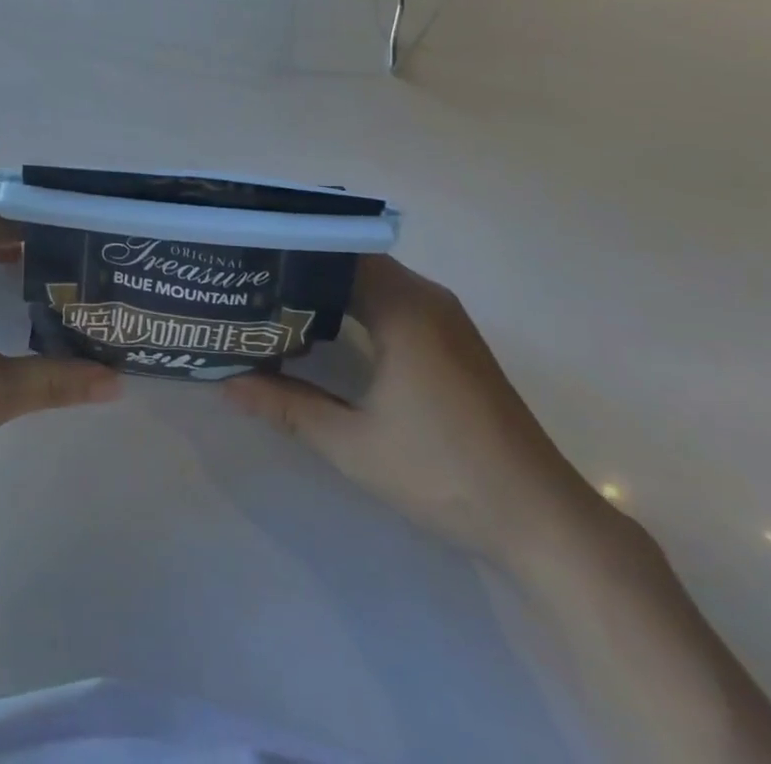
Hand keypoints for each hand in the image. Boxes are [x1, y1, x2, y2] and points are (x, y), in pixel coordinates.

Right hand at [226, 256, 598, 566]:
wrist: (544, 520)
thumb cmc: (446, 474)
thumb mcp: (354, 445)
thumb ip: (288, 407)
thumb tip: (227, 383)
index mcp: (404, 308)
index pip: (337, 251)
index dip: (291, 250)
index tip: (248, 258)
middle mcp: (427, 298)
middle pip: (353, 261)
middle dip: (303, 268)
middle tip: (250, 280)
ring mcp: (445, 319)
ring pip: (375, 281)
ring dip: (330, 287)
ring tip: (274, 300)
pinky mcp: (454, 342)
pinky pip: (394, 301)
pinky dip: (357, 305)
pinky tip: (327, 330)